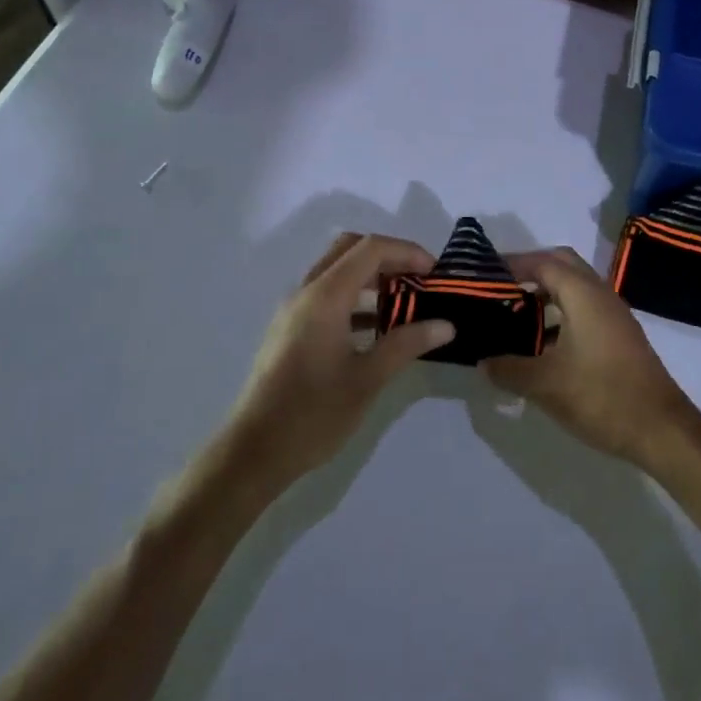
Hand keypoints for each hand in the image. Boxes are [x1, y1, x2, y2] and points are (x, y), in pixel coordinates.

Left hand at [220, 233, 452, 488]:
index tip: (436, 274)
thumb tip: (446, 325)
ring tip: (405, 305)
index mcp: (325, 296)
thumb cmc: (313, 413)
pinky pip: (327, 296)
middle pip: (351, 249)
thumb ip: (407, 344)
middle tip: (420, 281)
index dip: (407, 252)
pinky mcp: (290, 330)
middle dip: (389, 258)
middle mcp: (306, 292)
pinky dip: (355, 298)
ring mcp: (294, 310)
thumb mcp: (368, 379)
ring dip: (372, 278)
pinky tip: (377, 330)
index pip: (371, 248)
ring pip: (338, 272)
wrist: (254, 452)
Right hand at [480, 247, 691, 470]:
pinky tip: (542, 343)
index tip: (483, 275)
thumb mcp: (545, 384)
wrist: (661, 429)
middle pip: (562, 265)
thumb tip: (483, 362)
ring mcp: (614, 315)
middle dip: (530, 270)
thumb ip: (508, 369)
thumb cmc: (601, 396)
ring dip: (546, 293)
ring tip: (514, 314)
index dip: (512, 264)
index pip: (543, 263)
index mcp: (583, 294)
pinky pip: (585, 309)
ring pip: (575, 288)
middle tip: (499, 288)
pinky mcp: (620, 336)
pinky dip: (561, 313)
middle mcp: (601, 295)